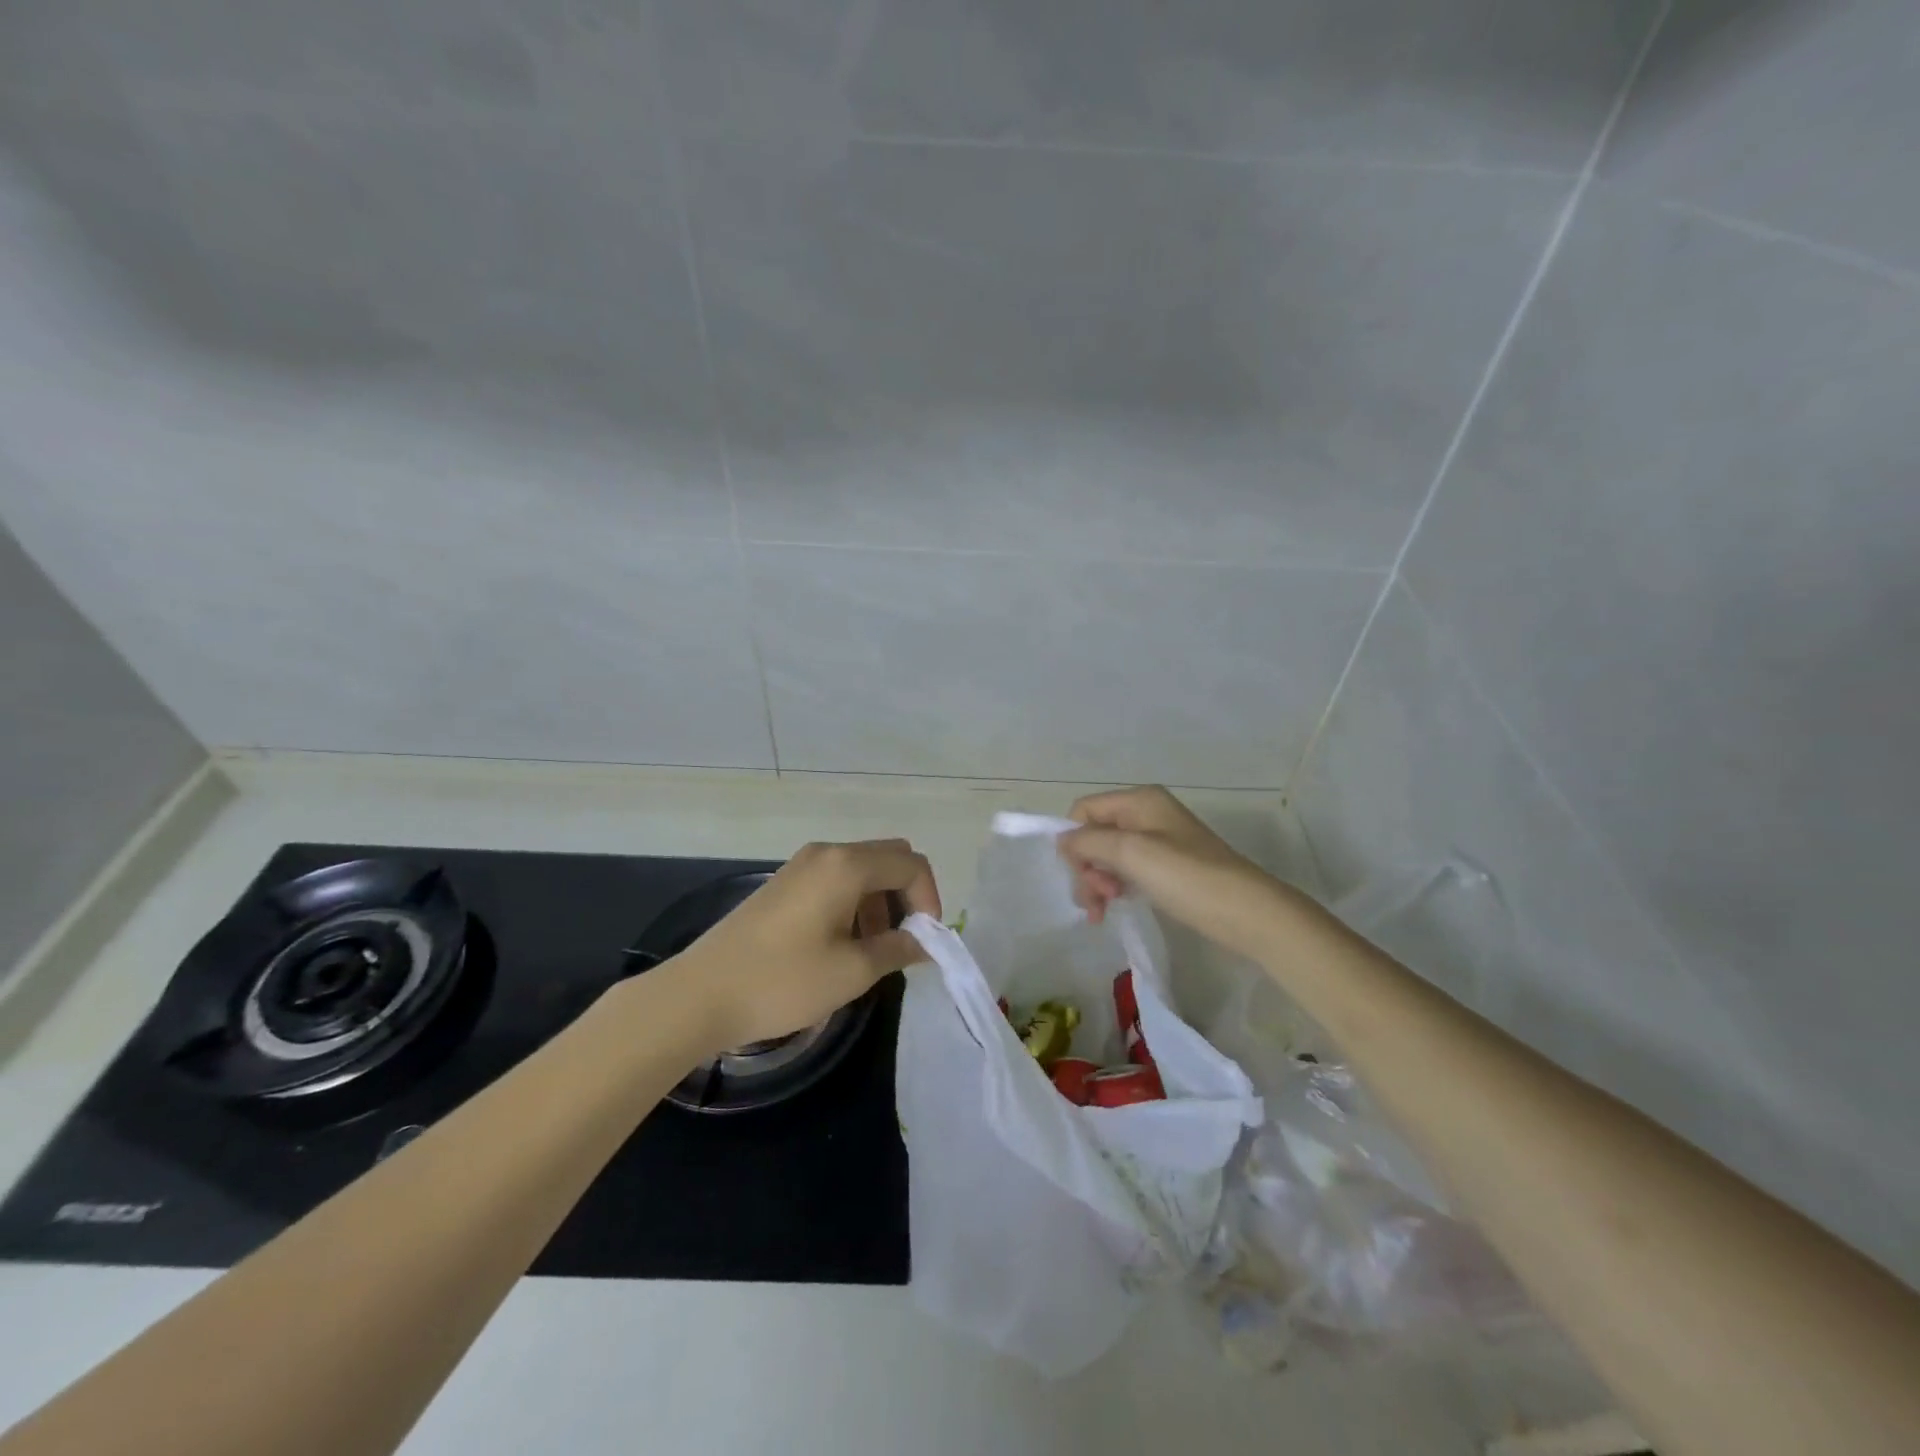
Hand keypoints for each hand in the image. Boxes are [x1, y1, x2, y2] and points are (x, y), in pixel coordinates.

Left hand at [674, 839, 940, 1049]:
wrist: (701, 994)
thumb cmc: (783, 981)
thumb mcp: (852, 971)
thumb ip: (898, 948)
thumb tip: (924, 942)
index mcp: (847, 865)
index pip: (911, 864)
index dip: (929, 900)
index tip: (924, 942)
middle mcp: (827, 853)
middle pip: (889, 857)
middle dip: (906, 895)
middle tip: (904, 940)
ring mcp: (802, 865)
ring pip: (862, 869)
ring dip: (880, 901)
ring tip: (873, 950)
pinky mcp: (784, 882)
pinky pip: (836, 879)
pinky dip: (854, 902)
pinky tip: (842, 944)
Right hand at [1059, 786, 1286, 958]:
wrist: (1247, 912)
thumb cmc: (1187, 877)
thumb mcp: (1131, 852)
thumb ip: (1089, 841)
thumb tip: (1063, 840)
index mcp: (1139, 801)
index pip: (1084, 810)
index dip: (1074, 841)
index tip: (1080, 875)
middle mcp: (1146, 814)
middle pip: (1094, 834)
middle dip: (1087, 867)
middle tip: (1097, 900)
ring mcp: (1157, 842)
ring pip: (1108, 856)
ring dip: (1098, 882)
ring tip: (1103, 912)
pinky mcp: (1166, 868)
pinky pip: (1126, 871)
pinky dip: (1115, 888)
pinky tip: (1114, 908)